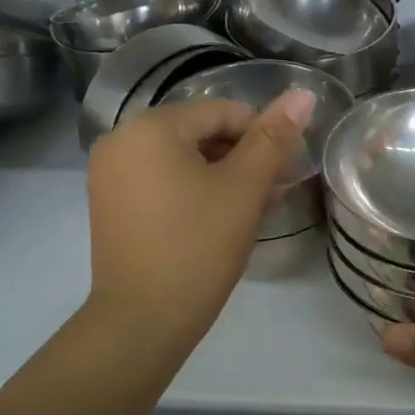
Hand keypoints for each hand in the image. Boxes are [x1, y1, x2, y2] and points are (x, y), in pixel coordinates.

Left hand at [86, 90, 314, 356]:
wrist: (143, 320)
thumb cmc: (199, 245)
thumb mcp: (244, 188)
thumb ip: (273, 138)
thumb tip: (304, 94)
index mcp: (149, 127)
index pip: (221, 112)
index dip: (262, 136)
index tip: (288, 170)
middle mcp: (120, 140)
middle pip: (199, 134)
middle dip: (243, 158)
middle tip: (276, 192)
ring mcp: (109, 175)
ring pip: (182, 161)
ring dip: (222, 177)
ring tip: (254, 209)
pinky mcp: (110, 206)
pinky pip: (161, 183)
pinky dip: (193, 192)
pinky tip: (220, 219)